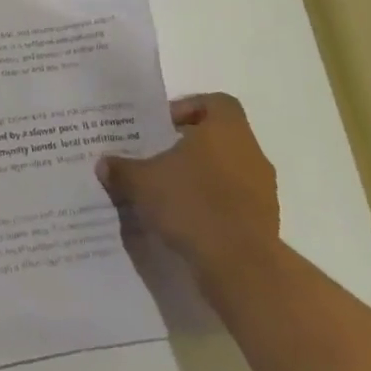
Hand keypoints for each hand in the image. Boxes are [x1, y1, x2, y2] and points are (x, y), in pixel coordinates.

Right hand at [97, 93, 279, 275]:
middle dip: (190, 146)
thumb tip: (104, 163)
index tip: (164, 126)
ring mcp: (263, 190)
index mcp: (226, 130)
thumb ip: (122, 169)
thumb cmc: (192, 204)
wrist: (241, 267)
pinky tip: (186, 220)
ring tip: (169, 192)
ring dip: (202, 177)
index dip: (189, 108)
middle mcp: (250, 153)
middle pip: (220, 137)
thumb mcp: (142, 182)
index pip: (215, 103)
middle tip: (159, 158)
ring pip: (228, 170)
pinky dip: (213, 205)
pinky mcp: (265, 222)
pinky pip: (235, 202)